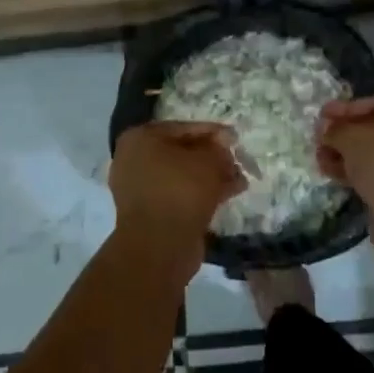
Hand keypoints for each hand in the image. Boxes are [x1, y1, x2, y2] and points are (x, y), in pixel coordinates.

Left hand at [109, 121, 247, 246]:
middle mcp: (134, 160)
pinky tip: (229, 194)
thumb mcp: (208, 161)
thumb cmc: (181, 190)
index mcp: (139, 138)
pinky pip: (179, 195)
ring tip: (240, 179)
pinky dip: (202, 194)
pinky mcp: (150, 213)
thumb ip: (219, 149)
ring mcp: (139, 188)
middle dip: (212, 157)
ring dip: (210, 177)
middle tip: (238, 160)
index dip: (213, 132)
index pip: (182, 128)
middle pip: (181, 152)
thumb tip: (223, 146)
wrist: (160, 245)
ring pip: (182, 176)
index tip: (235, 138)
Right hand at [317, 95, 373, 216]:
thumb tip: (325, 130)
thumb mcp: (352, 136)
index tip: (320, 115)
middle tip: (318, 138)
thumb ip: (334, 129)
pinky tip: (331, 172)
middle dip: (343, 134)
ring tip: (319, 157)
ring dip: (344, 153)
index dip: (343, 109)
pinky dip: (354, 170)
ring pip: (372, 152)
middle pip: (373, 128)